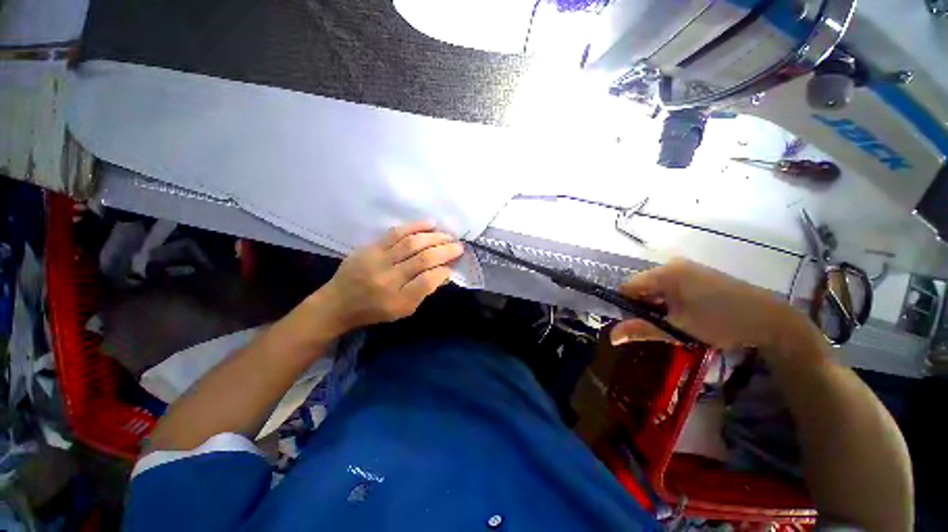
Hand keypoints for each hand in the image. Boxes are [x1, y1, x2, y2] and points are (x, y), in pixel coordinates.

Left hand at [313, 221, 463, 334]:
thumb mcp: (402, 311)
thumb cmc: (374, 310)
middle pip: (422, 260)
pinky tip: (430, 224)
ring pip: (411, 243)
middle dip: (444, 251)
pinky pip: (395, 233)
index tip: (451, 267)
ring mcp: (377, 260)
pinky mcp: (370, 247)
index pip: (426, 282)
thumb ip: (423, 292)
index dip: (443, 272)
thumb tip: (443, 272)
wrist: (338, 303)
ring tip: (448, 235)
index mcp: (397, 300)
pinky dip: (415, 226)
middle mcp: (388, 279)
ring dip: (433, 237)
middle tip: (458, 246)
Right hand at [610, 258, 810, 350]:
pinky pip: (671, 285)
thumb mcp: (677, 329)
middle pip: (642, 286)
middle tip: (655, 327)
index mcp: (664, 273)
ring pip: (657, 287)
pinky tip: (684, 314)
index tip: (633, 323)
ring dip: (657, 305)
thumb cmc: (720, 322)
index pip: (627, 286)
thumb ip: (641, 329)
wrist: (771, 319)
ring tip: (672, 322)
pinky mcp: (698, 273)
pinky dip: (670, 300)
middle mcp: (672, 265)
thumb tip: (611, 337)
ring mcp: (687, 267)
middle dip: (643, 306)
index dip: (625, 305)